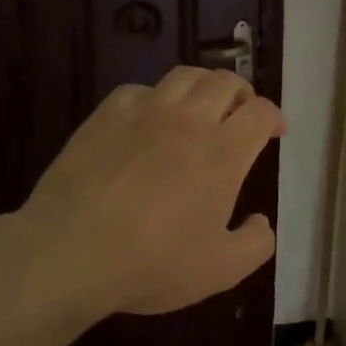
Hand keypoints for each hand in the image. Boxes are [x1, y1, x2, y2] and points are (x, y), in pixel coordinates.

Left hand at [20, 66, 283, 317]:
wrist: (70, 254)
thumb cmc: (155, 263)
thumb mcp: (223, 270)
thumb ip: (257, 243)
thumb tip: (261, 221)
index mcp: (224, 153)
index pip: (260, 112)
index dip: (274, 117)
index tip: (275, 132)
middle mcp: (189, 121)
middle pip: (225, 81)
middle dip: (243, 94)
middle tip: (242, 115)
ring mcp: (143, 114)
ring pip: (184, 75)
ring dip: (203, 86)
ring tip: (202, 108)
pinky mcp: (104, 118)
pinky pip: (138, 90)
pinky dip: (155, 97)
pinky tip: (149, 120)